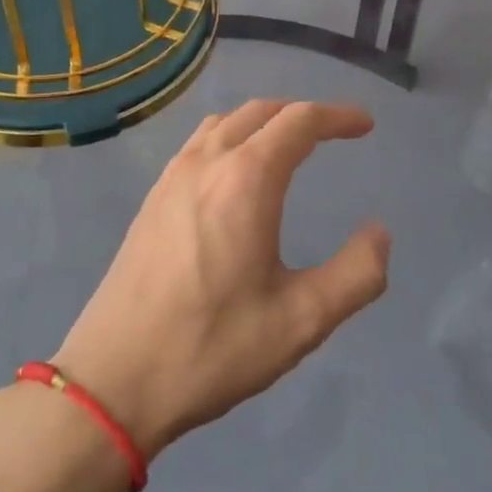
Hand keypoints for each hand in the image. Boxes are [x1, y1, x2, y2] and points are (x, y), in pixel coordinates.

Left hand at [54, 101, 390, 457]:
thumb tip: (379, 234)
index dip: (337, 117)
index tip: (365, 126)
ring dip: (263, 121)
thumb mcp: (302, 321)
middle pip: (260, 111)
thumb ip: (356, 274)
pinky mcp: (151, 200)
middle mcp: (206, 163)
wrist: (113, 380)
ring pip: (224, 123)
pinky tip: (235, 174)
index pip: (299, 122)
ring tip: (289, 145)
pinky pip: (198, 145)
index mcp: (246, 180)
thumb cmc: (212, 347)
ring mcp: (171, 178)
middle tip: (334, 132)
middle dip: (302, 114)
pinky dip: (230, 137)